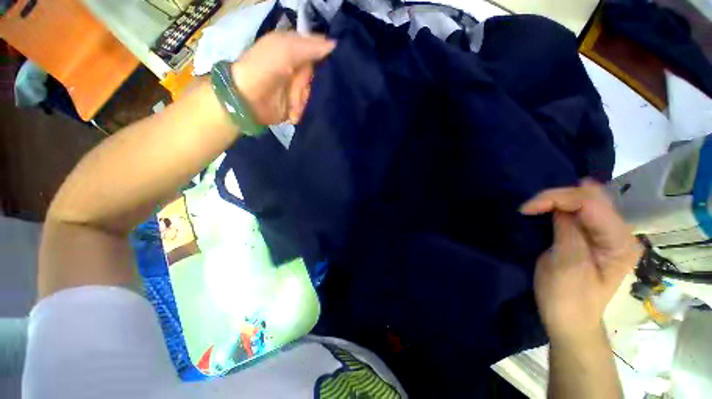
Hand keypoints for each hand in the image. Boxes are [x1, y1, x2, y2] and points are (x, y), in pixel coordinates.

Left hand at [231, 32, 335, 125]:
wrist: (246, 101)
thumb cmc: (263, 70)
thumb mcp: (285, 51)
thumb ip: (310, 47)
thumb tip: (335, 45)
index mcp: (292, 48)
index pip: (318, 51)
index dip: (323, 60)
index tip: (326, 70)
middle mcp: (295, 66)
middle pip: (316, 77)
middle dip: (306, 86)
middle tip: (296, 89)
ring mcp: (295, 86)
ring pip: (312, 94)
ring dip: (301, 101)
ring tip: (291, 105)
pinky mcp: (295, 103)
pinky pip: (307, 107)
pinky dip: (299, 111)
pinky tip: (292, 114)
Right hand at [520, 179, 643, 342]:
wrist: (570, 321)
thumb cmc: (566, 298)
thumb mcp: (565, 263)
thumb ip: (567, 230)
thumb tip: (559, 205)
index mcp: (619, 242)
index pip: (590, 202)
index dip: (556, 198)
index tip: (526, 209)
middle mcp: (621, 233)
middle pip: (592, 197)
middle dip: (557, 197)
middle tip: (531, 207)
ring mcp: (610, 235)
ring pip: (587, 201)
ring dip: (559, 200)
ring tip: (537, 207)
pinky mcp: (597, 238)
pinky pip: (582, 212)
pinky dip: (563, 207)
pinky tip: (551, 209)